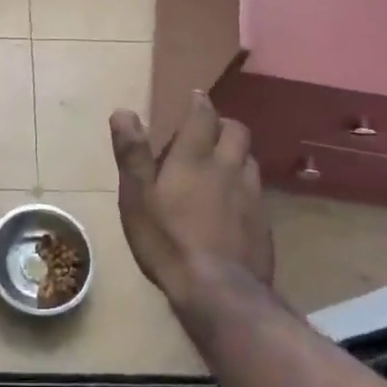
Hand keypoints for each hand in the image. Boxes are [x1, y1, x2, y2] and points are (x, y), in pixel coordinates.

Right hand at [110, 93, 273, 307]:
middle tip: (208, 131)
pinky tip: (234, 203)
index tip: (196, 97)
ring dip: (236, 153)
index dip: (199, 104)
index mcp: (195, 158)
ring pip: (250, 159)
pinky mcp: (264, 221)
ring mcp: (251, 195)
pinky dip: (245, 185)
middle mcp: (228, 167)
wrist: (218, 290)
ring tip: (222, 164)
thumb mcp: (136, 197)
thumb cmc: (167, 239)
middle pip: (236, 131)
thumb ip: (132, 153)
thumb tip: (123, 111)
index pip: (203, 116)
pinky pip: (257, 190)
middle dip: (223, 124)